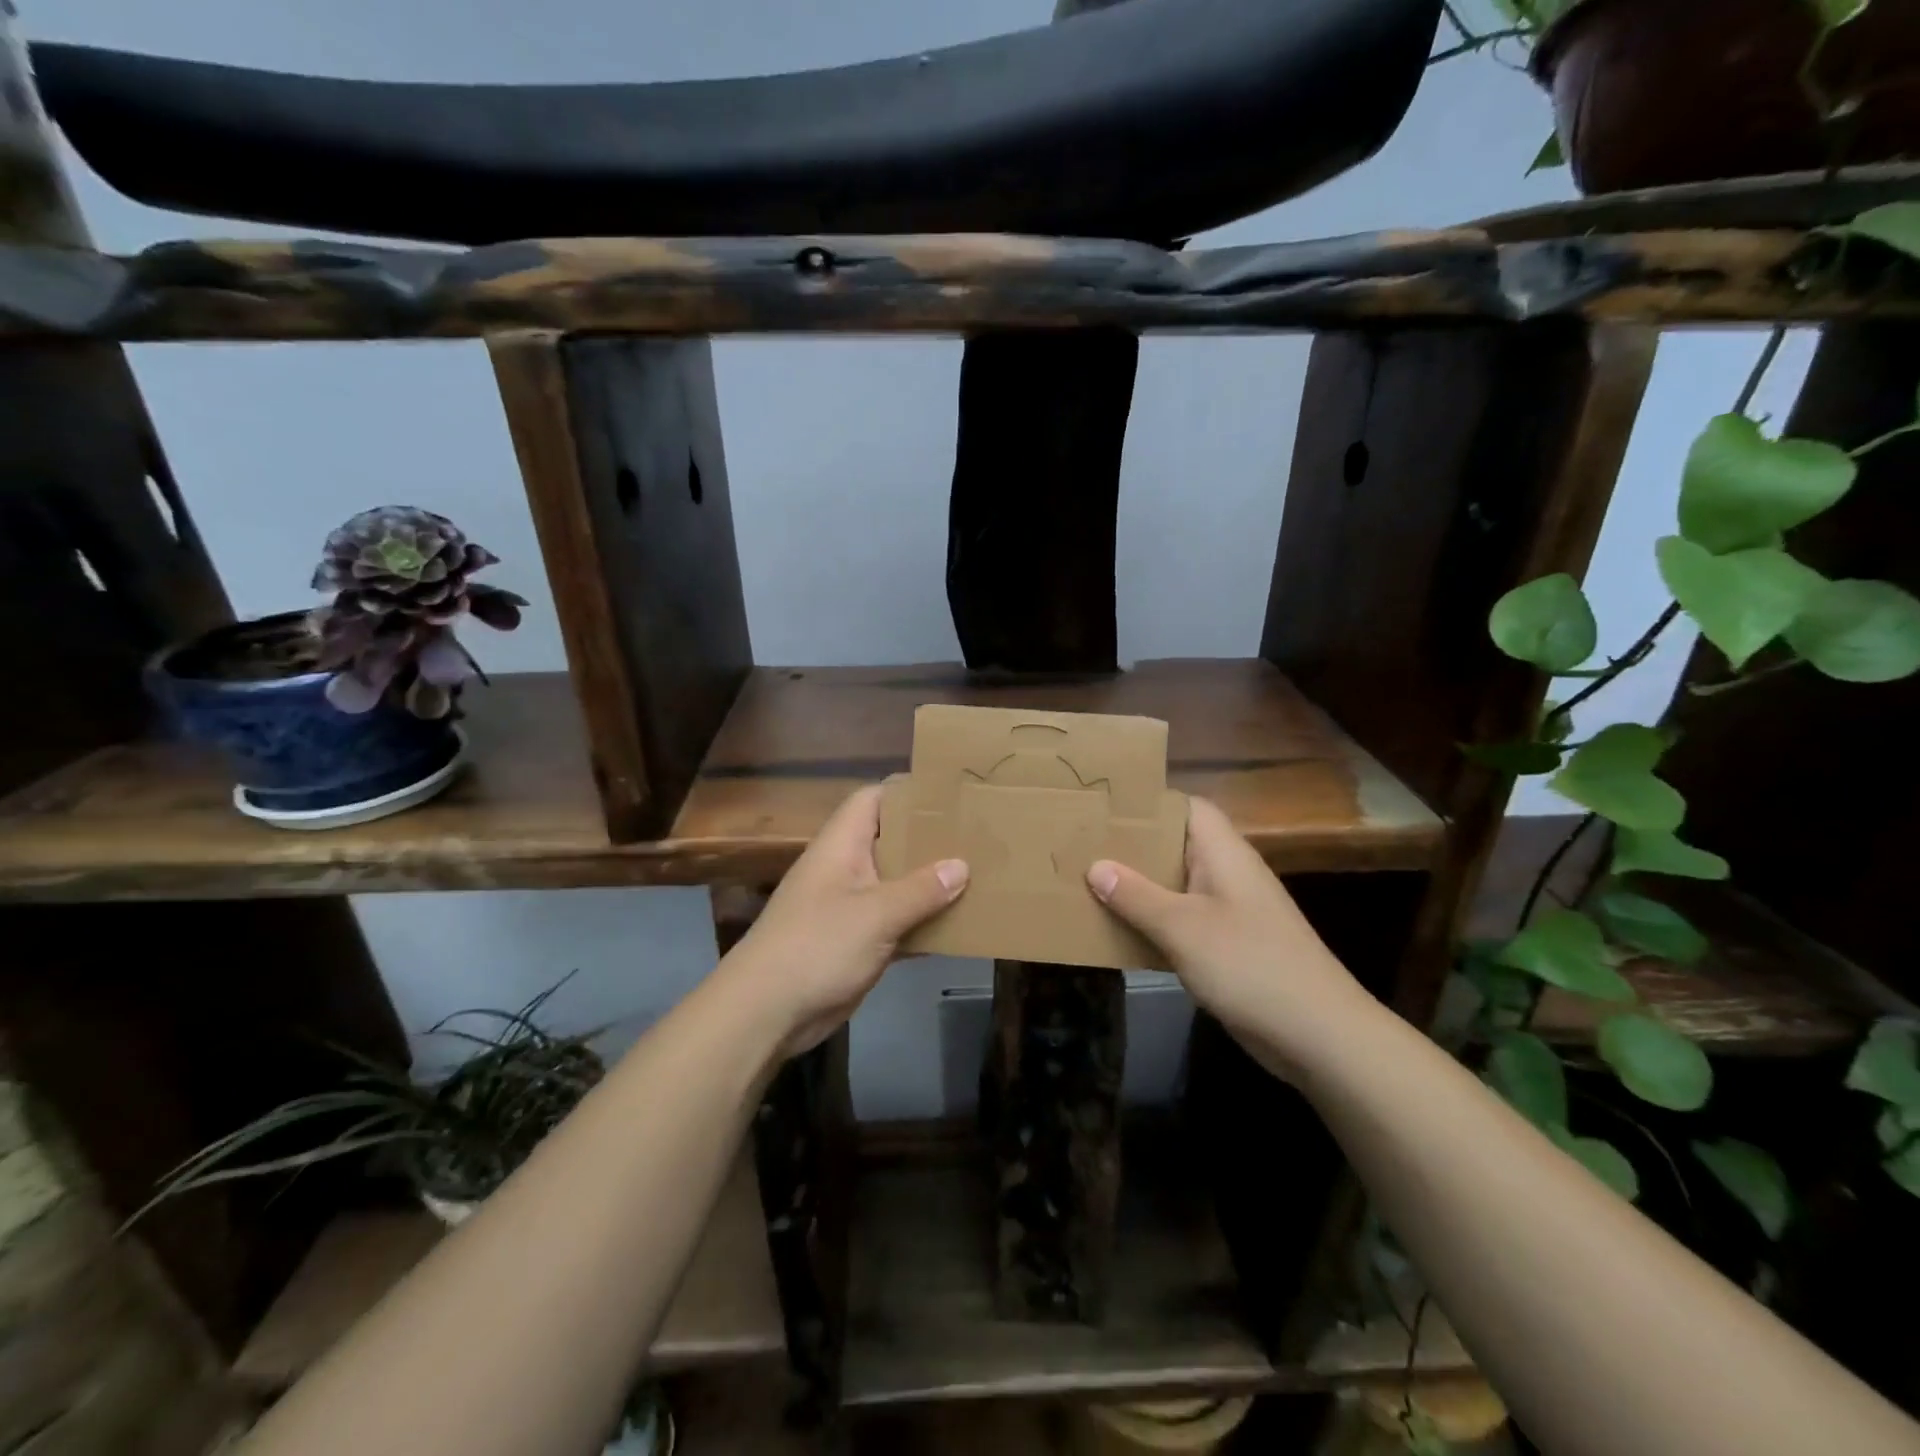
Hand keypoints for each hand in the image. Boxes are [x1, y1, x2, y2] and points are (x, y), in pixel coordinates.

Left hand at [721, 786, 967, 1058]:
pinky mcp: (856, 942)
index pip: (873, 799)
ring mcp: (850, 907)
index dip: (907, 791)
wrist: (766, 1012)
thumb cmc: (817, 946)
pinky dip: (922, 924)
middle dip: (929, 840)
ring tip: (978, 876)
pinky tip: (959, 927)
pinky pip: (896, 923)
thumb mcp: (875, 914)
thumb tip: (961, 865)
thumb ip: (920, 890)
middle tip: (976, 837)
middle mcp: (846, 869)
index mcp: (841, 846)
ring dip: (930, 885)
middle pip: (890, 841)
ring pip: (896, 884)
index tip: (949, 793)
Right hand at [1086, 796, 1380, 1081]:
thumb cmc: (1250, 965)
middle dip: (1132, 846)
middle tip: (1082, 846)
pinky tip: (1118, 930)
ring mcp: (1229, 911)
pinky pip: (1181, 920)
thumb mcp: (1183, 928)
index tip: (1103, 807)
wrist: (1317, 1034)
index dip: (1148, 802)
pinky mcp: (1227, 945)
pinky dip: (1152, 921)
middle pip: (1175, 845)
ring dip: (1138, 886)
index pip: (1186, 807)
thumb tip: (1095, 865)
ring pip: (1175, 885)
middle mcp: (1226, 873)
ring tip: (1087, 883)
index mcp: (1223, 854)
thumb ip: (1136, 895)